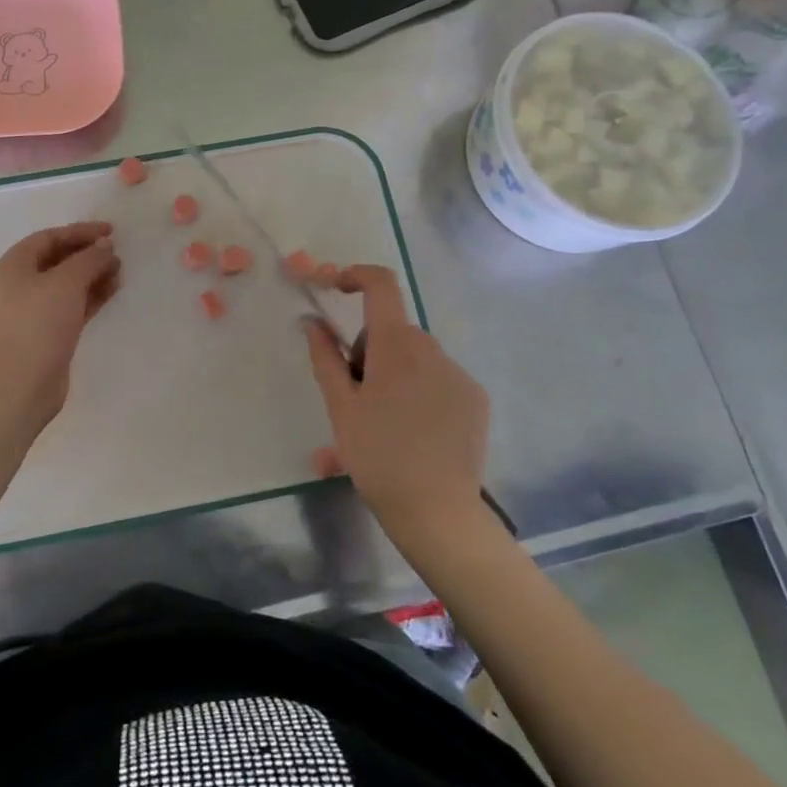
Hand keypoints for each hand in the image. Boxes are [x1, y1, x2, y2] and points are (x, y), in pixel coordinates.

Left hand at [0, 221, 121, 423]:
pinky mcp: (49, 333)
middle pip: (59, 260)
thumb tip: (105, 246)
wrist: (22, 381)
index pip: (50, 238)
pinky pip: (74, 305)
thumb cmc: (39, 321)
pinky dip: (92, 296)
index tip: (111, 232)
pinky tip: (113, 290)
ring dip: (93, 275)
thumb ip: (89, 259)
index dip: (80, 232)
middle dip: (88, 255)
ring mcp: (35, 310)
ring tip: (120, 271)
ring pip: (68, 284)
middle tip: (117, 253)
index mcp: (15, 265)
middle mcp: (21, 284)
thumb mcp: (66, 281)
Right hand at [304, 265, 490, 540]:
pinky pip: (439, 377)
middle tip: (355, 395)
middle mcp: (432, 349)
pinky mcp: (475, 399)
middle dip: (368, 349)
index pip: (382, 286)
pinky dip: (420, 388)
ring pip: (415, 355)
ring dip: (394, 370)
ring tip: (384, 420)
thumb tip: (311, 321)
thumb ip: (325, 357)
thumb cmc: (377, 455)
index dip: (356, 275)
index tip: (335, 288)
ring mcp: (458, 374)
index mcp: (396, 345)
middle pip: (392, 329)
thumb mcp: (340, 406)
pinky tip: (414, 431)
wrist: (436, 510)